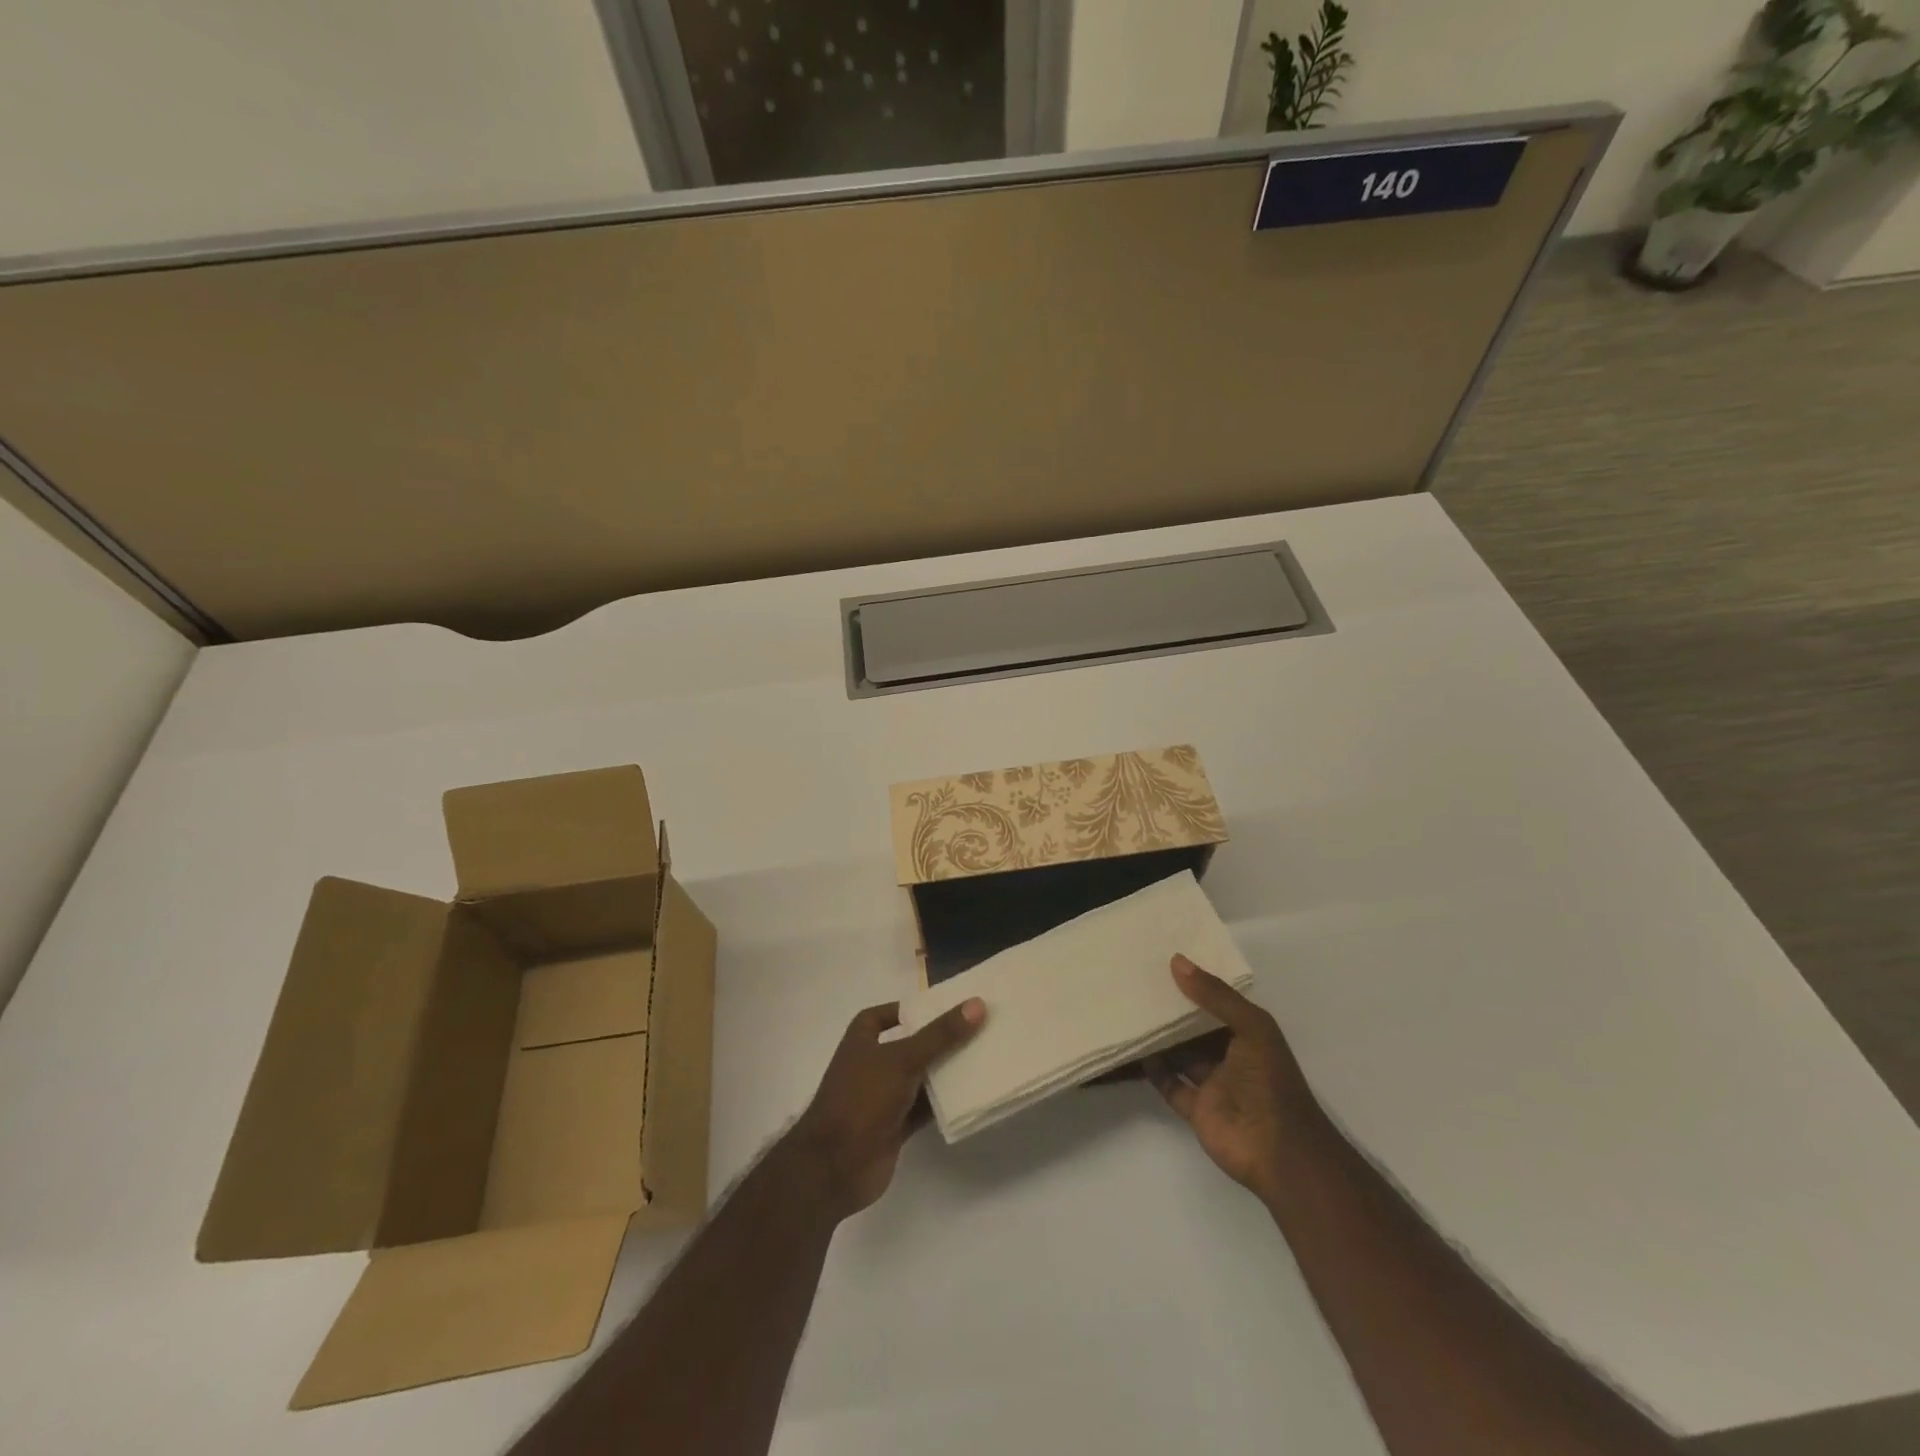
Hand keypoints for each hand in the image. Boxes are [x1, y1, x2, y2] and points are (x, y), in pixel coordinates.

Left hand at [786, 997, 985, 1221]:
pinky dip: (944, 1103)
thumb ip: (940, 1034)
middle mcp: (871, 1064)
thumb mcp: (903, 1059)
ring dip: (945, 1072)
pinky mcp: (895, 1126)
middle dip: (938, 1040)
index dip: (910, 1010)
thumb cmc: (862, 1098)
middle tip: (977, 1028)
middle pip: (910, 1044)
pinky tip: (972, 1095)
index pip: (886, 1014)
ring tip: (983, 1057)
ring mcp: (883, 1097)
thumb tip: (977, 1004)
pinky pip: (925, 1107)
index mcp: (862, 1040)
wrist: (834, 1167)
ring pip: (920, 1078)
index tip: (944, 1007)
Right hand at [1146, 955, 1315, 1202]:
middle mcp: (1231, 1056)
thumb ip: (1216, 996)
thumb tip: (1177, 962)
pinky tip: (1136, 1051)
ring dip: (1161, 1038)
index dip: (1198, 983)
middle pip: (1197, 1028)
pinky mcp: (1197, 1109)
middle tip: (1140, 983)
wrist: (1280, 1152)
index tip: (1166, 961)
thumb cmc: (1270, 1082)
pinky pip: (1171, 1085)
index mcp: (1249, 1034)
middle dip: (1174, 1009)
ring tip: (1131, 1011)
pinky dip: (1155, 1071)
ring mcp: (1213, 1084)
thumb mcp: (1251, 1027)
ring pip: (1182, 1054)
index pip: (1220, 1002)